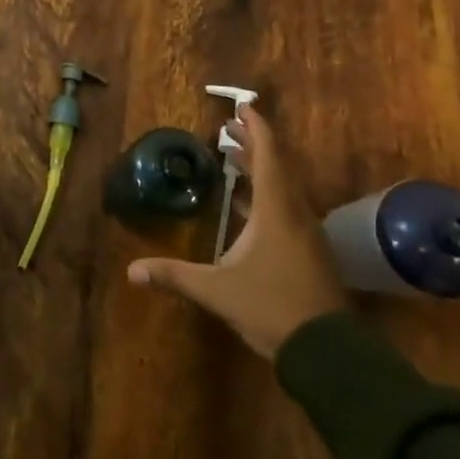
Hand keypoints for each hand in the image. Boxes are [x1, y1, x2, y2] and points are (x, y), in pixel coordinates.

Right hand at [127, 105, 345, 357]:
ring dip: (261, 169)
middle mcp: (295, 214)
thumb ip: (175, 276)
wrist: (328, 352)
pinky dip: (268, 193)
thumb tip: (132, 271)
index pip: (267, 157)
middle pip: (277, 167)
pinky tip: (249, 204)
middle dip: (253, 145)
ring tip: (236, 158)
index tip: (244, 106)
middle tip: (230, 128)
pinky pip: (288, 207)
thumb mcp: (216, 291)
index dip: (256, 129)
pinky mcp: (311, 252)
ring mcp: (307, 234)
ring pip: (285, 188)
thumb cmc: (271, 307)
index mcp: (275, 211)